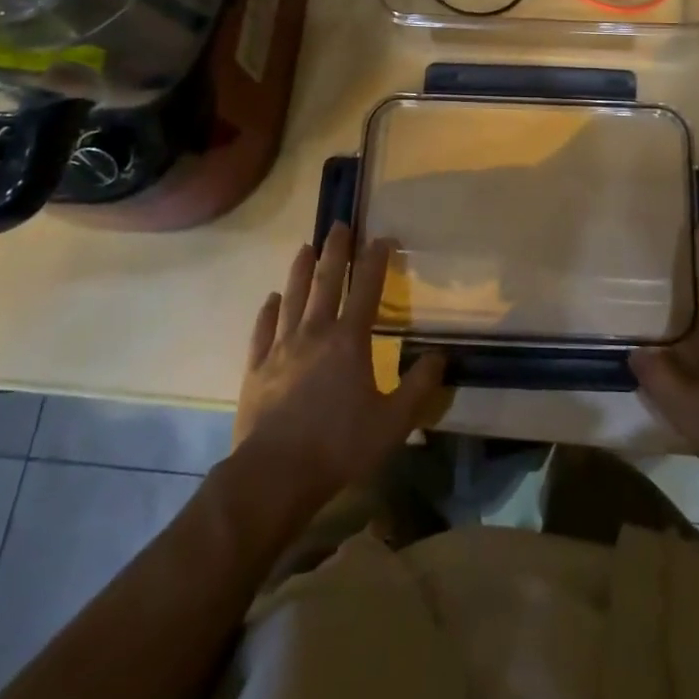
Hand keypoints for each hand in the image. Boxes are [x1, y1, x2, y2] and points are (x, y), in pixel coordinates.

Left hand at [234, 224, 444, 512]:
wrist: (273, 475)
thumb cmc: (339, 445)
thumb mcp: (393, 422)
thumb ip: (419, 386)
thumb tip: (441, 356)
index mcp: (349, 340)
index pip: (366, 288)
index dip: (375, 260)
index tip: (382, 237)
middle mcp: (314, 332)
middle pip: (325, 282)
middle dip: (334, 251)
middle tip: (339, 224)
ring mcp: (281, 347)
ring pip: (292, 297)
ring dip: (299, 270)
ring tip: (304, 247)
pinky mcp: (256, 367)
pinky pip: (262, 330)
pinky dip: (268, 310)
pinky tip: (271, 299)